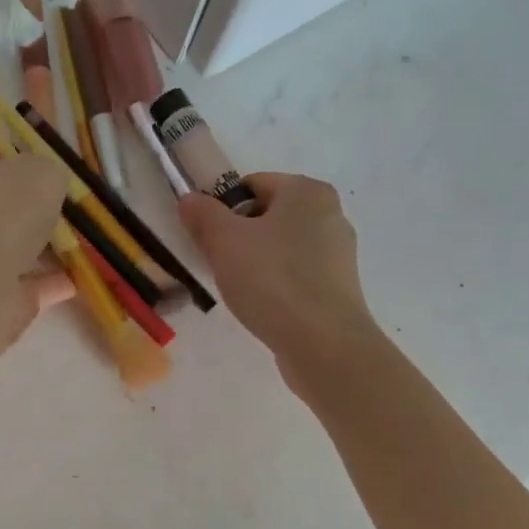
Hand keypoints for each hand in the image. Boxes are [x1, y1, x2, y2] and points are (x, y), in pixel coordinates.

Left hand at [0, 143, 67, 335]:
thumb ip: (49, 173)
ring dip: (43, 248)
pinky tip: (76, 279)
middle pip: (0, 205)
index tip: (46, 173)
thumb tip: (47, 185)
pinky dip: (48, 281)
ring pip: (12, 247)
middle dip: (32, 210)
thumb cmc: (4, 211)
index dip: (15, 161)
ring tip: (80, 244)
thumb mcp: (43, 171)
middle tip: (67, 210)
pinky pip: (25, 282)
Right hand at [178, 173, 377, 363]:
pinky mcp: (338, 287)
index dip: (222, 209)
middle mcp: (330, 214)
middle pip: (267, 216)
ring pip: (281, 248)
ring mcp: (338, 253)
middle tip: (220, 267)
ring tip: (241, 292)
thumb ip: (203, 215)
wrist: (323, 344)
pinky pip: (296, 276)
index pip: (252, 185)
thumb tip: (190, 199)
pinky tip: (264, 307)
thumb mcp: (224, 241)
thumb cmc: (272, 281)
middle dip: (238, 238)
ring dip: (256, 264)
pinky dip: (276, 285)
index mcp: (307, 191)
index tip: (207, 240)